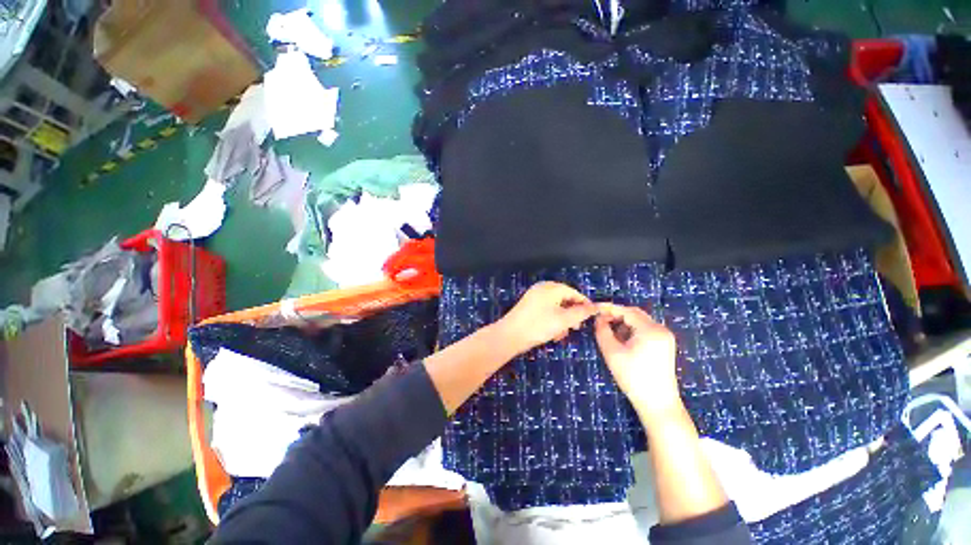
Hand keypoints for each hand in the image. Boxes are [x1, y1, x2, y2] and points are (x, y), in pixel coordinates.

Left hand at [495, 282, 596, 355]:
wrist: (510, 335)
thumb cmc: (538, 326)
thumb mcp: (564, 320)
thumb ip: (581, 313)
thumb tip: (594, 307)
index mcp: (551, 288)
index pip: (574, 292)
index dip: (584, 304)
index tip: (592, 317)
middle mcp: (542, 288)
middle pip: (564, 298)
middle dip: (572, 314)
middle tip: (576, 327)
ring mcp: (534, 296)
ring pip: (555, 306)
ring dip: (562, 319)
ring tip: (562, 334)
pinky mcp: (528, 305)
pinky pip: (546, 309)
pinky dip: (552, 319)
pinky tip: (552, 333)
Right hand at [593, 303, 682, 419]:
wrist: (658, 404)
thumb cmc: (633, 377)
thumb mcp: (612, 352)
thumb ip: (602, 331)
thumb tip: (599, 319)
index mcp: (650, 330)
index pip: (627, 311)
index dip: (609, 308)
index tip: (594, 308)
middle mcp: (661, 329)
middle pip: (635, 314)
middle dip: (616, 315)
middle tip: (599, 320)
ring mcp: (665, 338)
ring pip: (640, 322)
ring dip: (623, 323)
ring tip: (609, 332)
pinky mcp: (665, 346)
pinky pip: (645, 330)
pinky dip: (631, 331)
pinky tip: (622, 341)